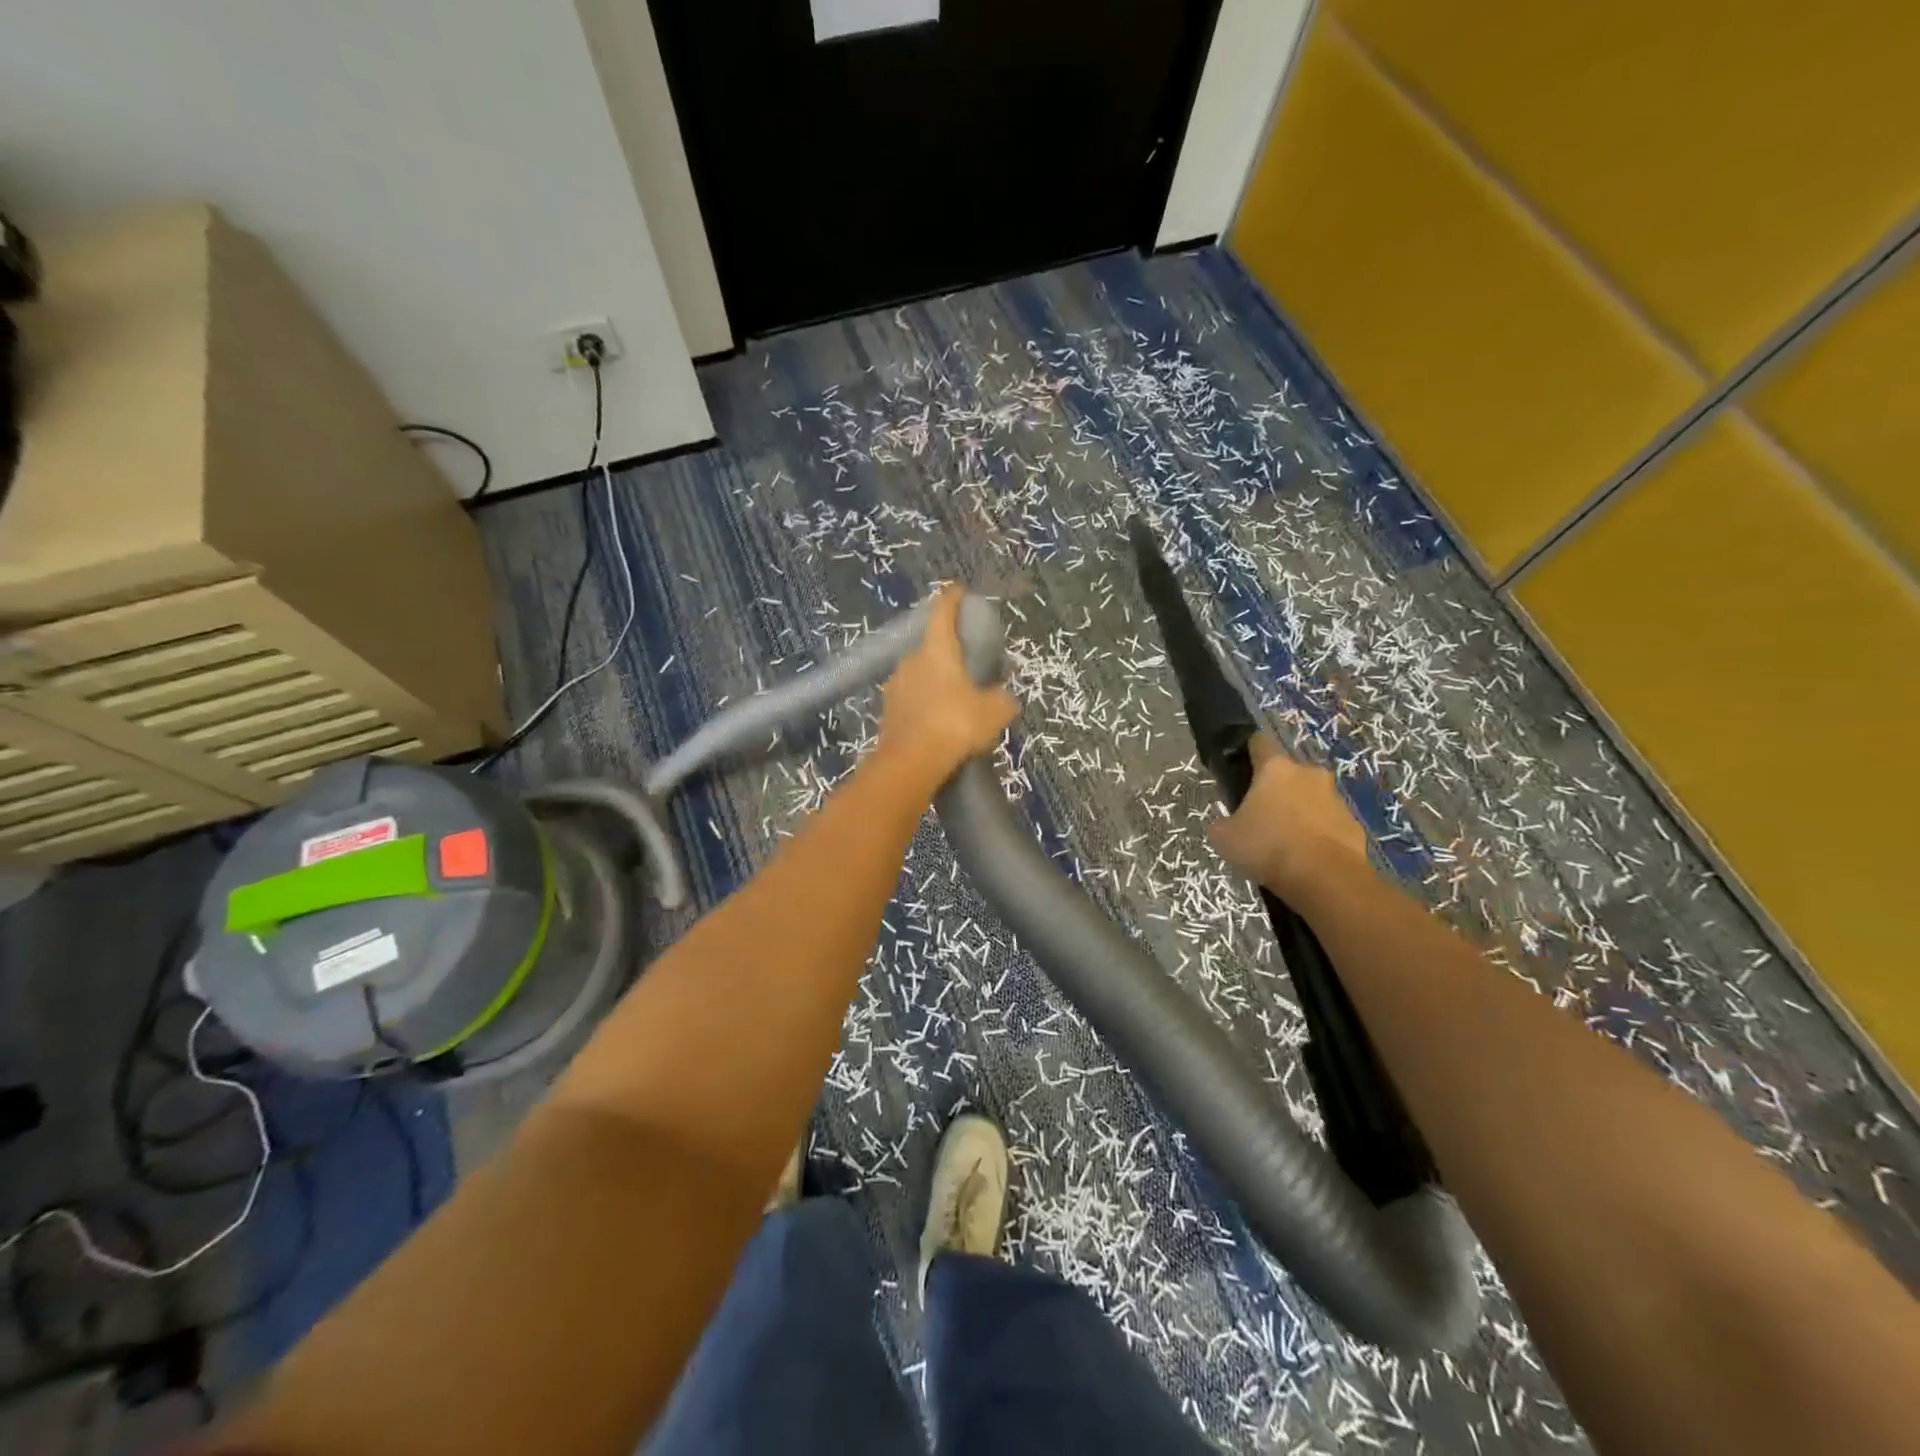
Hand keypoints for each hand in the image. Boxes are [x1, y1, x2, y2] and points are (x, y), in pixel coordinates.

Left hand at [877, 587, 1017, 789]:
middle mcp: (911, 660)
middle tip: (966, 662)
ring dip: (934, 679)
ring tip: (954, 695)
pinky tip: (937, 719)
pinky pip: (911, 698)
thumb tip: (1004, 699)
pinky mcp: (887, 711)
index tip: (958, 591)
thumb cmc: (955, 723)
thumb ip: (1002, 700)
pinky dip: (924, 703)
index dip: (951, 599)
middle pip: (930, 646)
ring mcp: (895, 686)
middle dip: (947, 651)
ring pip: (919, 674)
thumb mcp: (994, 711)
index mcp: (937, 649)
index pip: (942, 612)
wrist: (911, 762)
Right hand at [1208, 734, 1369, 898]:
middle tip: (1260, 814)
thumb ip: (1223, 823)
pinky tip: (1305, 858)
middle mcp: (1309, 774)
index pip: (1260, 742)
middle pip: (1288, 773)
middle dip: (1275, 788)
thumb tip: (1228, 824)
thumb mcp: (1224, 838)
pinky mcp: (1353, 824)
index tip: (1239, 766)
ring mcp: (1335, 799)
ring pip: (1310, 798)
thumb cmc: (1268, 847)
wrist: (1326, 879)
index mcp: (1275, 769)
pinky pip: (1328, 823)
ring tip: (1284, 842)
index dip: (1248, 751)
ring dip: (1298, 812)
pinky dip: (1317, 835)